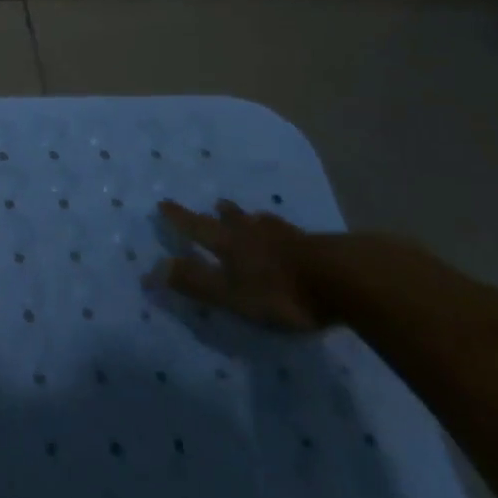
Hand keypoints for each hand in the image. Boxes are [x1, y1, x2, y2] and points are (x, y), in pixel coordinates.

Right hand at [146, 199, 325, 331]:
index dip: (178, 218)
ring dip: (253, 219)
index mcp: (229, 244)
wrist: (346, 280)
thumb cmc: (281, 291)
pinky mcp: (320, 247)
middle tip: (216, 205)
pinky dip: (284, 232)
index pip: (196, 227)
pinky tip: (294, 236)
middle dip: (222, 214)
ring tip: (253, 216)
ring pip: (264, 223)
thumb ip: (194, 283)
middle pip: (234, 220)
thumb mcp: (231, 294)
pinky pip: (293, 234)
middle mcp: (254, 234)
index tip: (163, 203)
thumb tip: (150, 269)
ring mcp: (289, 238)